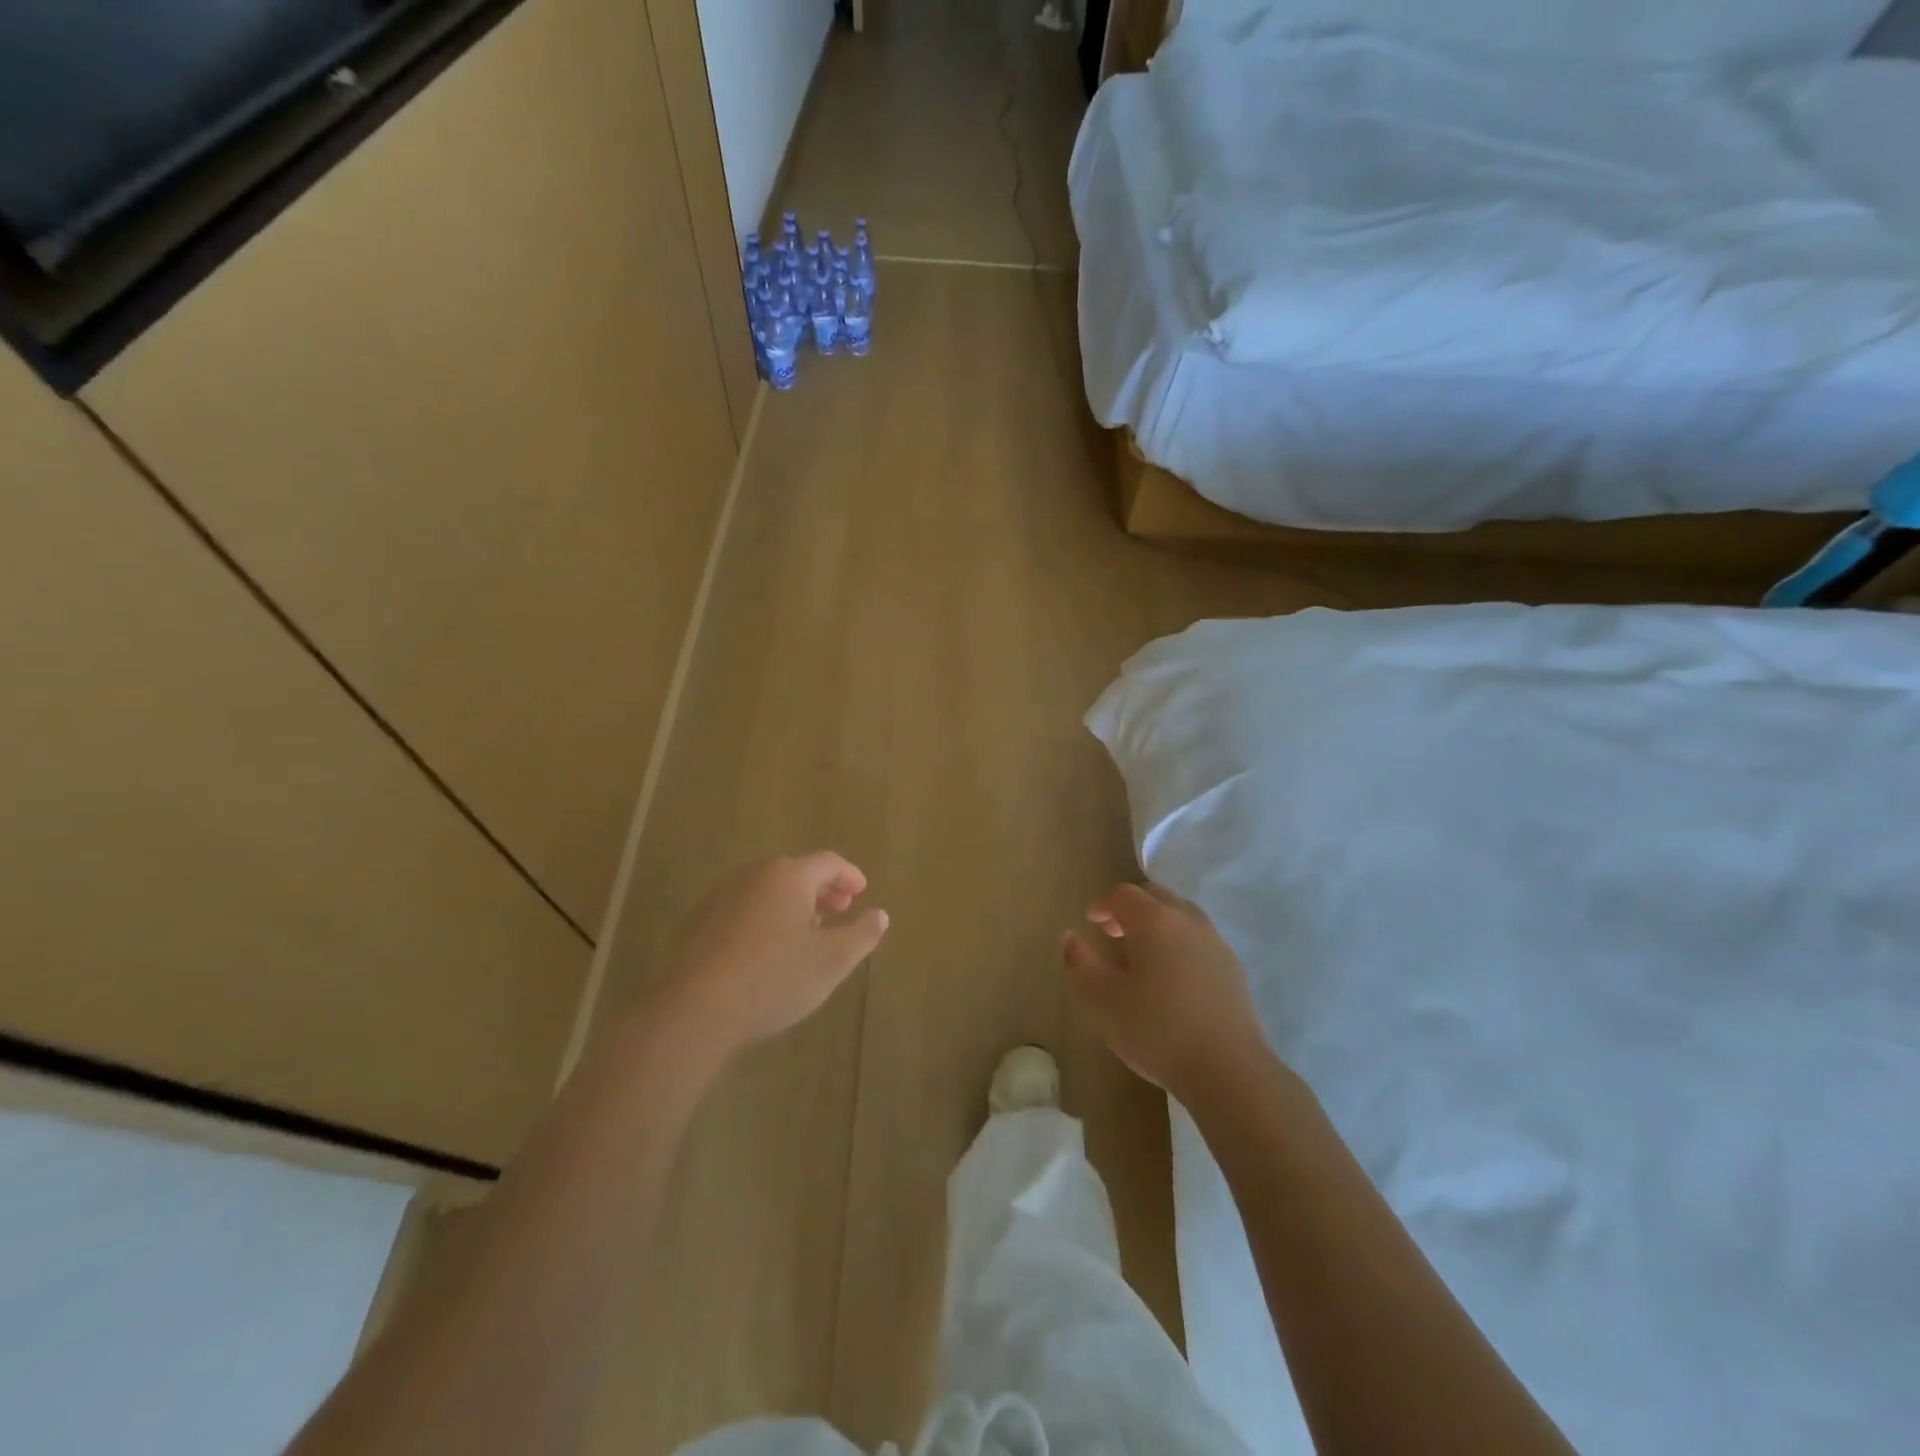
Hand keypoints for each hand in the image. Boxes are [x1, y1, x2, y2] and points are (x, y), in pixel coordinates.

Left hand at [665, 853, 888, 1057]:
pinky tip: (771, 949)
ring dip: (794, 904)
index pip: (828, 862)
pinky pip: (747, 908)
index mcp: (789, 876)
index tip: (862, 892)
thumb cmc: (774, 978)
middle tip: (839, 910)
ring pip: (770, 890)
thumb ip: (862, 934)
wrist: (696, 1009)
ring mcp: (723, 896)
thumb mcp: (832, 960)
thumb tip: (880, 914)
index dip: (850, 876)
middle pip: (797, 872)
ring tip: (808, 932)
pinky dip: (768, 917)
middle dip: (823, 889)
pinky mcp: (702, 922)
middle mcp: (755, 875)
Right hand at [1063, 883, 1264, 1098]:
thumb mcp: (1102, 1000)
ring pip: (1181, 916)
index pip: (1123, 894)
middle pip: (1155, 896)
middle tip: (1113, 934)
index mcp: (1154, 920)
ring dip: (1158, 926)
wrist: (1229, 1070)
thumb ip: (1080, 963)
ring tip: (1143, 958)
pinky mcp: (1233, 968)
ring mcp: (1215, 942)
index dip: (1102, 904)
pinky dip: (1180, 945)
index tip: (1090, 923)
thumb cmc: (1157, 1030)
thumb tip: (1070, 937)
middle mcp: (1187, 920)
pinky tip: (1173, 981)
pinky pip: (1199, 941)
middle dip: (1131, 909)